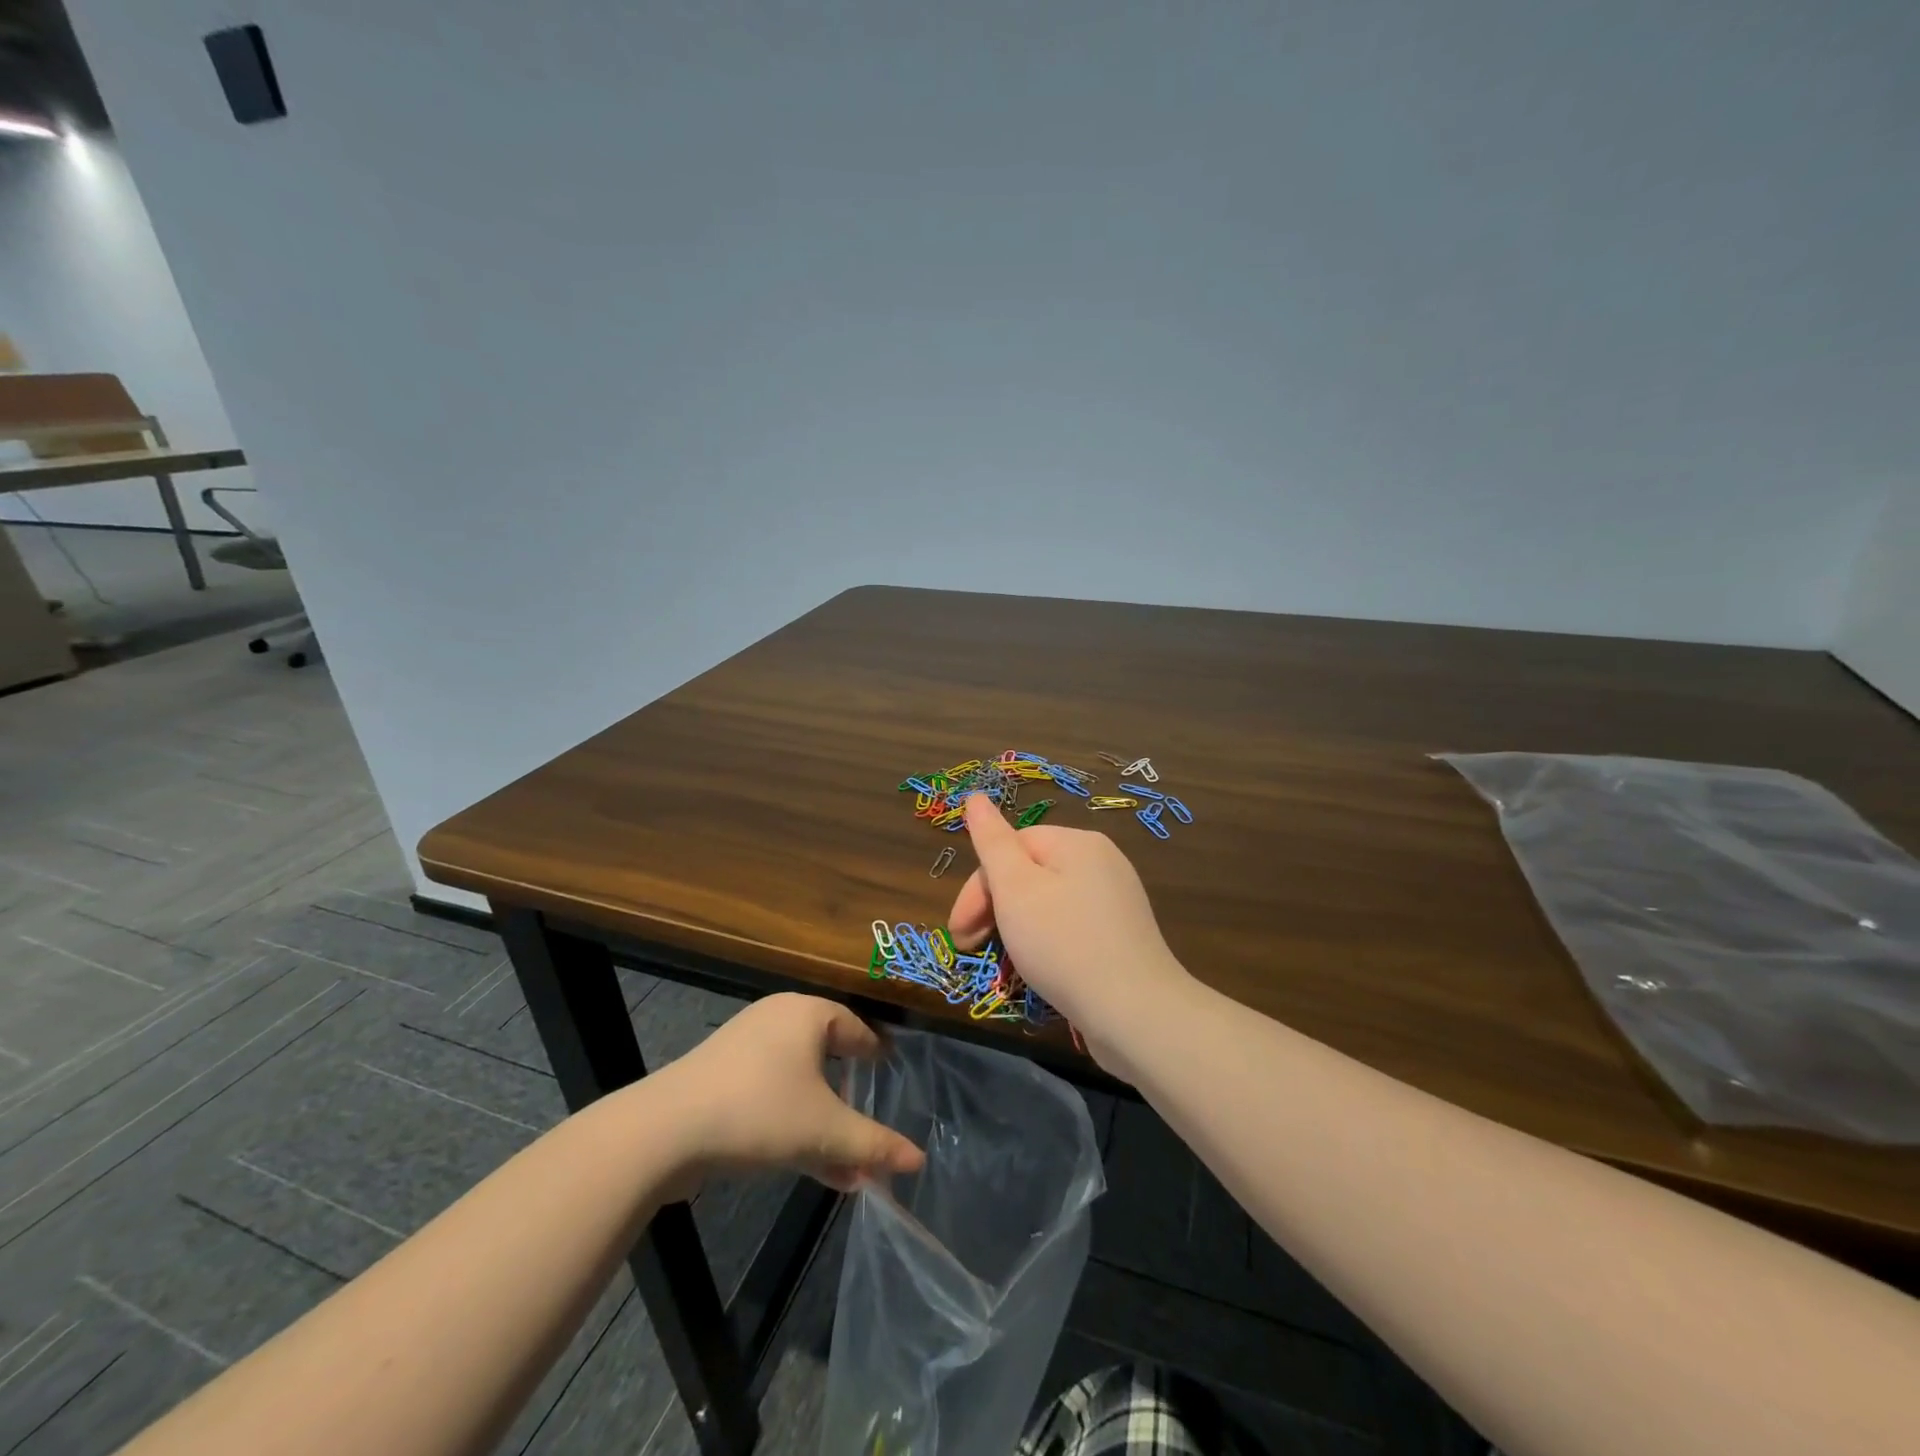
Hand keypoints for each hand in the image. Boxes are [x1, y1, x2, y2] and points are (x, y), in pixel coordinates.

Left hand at [656, 994, 924, 1191]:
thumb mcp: (825, 1132)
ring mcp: (744, 1047)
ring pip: (799, 1083)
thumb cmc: (760, 1112)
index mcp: (807, 1013)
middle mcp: (777, 1019)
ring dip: (822, 1124)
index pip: (856, 1028)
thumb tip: (918, 1160)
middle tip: (867, 1126)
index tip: (890, 1075)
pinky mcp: (720, 1077)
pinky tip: (807, 1166)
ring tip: (844, 1167)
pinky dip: (792, 1123)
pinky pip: (770, 1094)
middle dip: (849, 1102)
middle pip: (827, 1058)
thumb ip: (874, 1145)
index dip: (875, 1055)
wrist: (664, 1132)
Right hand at [949, 792, 1194, 1071]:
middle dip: (995, 908)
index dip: (978, 887)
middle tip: (972, 948)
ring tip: (1004, 963)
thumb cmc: (1064, 944)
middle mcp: (1102, 862)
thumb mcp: (1016, 889)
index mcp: (1078, 842)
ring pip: (1049, 901)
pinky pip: (1072, 926)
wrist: (1136, 1013)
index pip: (1011, 847)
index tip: (959, 931)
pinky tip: (1040, 970)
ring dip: (1017, 927)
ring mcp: (1117, 899)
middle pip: (1031, 872)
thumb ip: (992, 841)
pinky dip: (1047, 942)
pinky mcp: (1123, 935)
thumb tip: (975, 796)